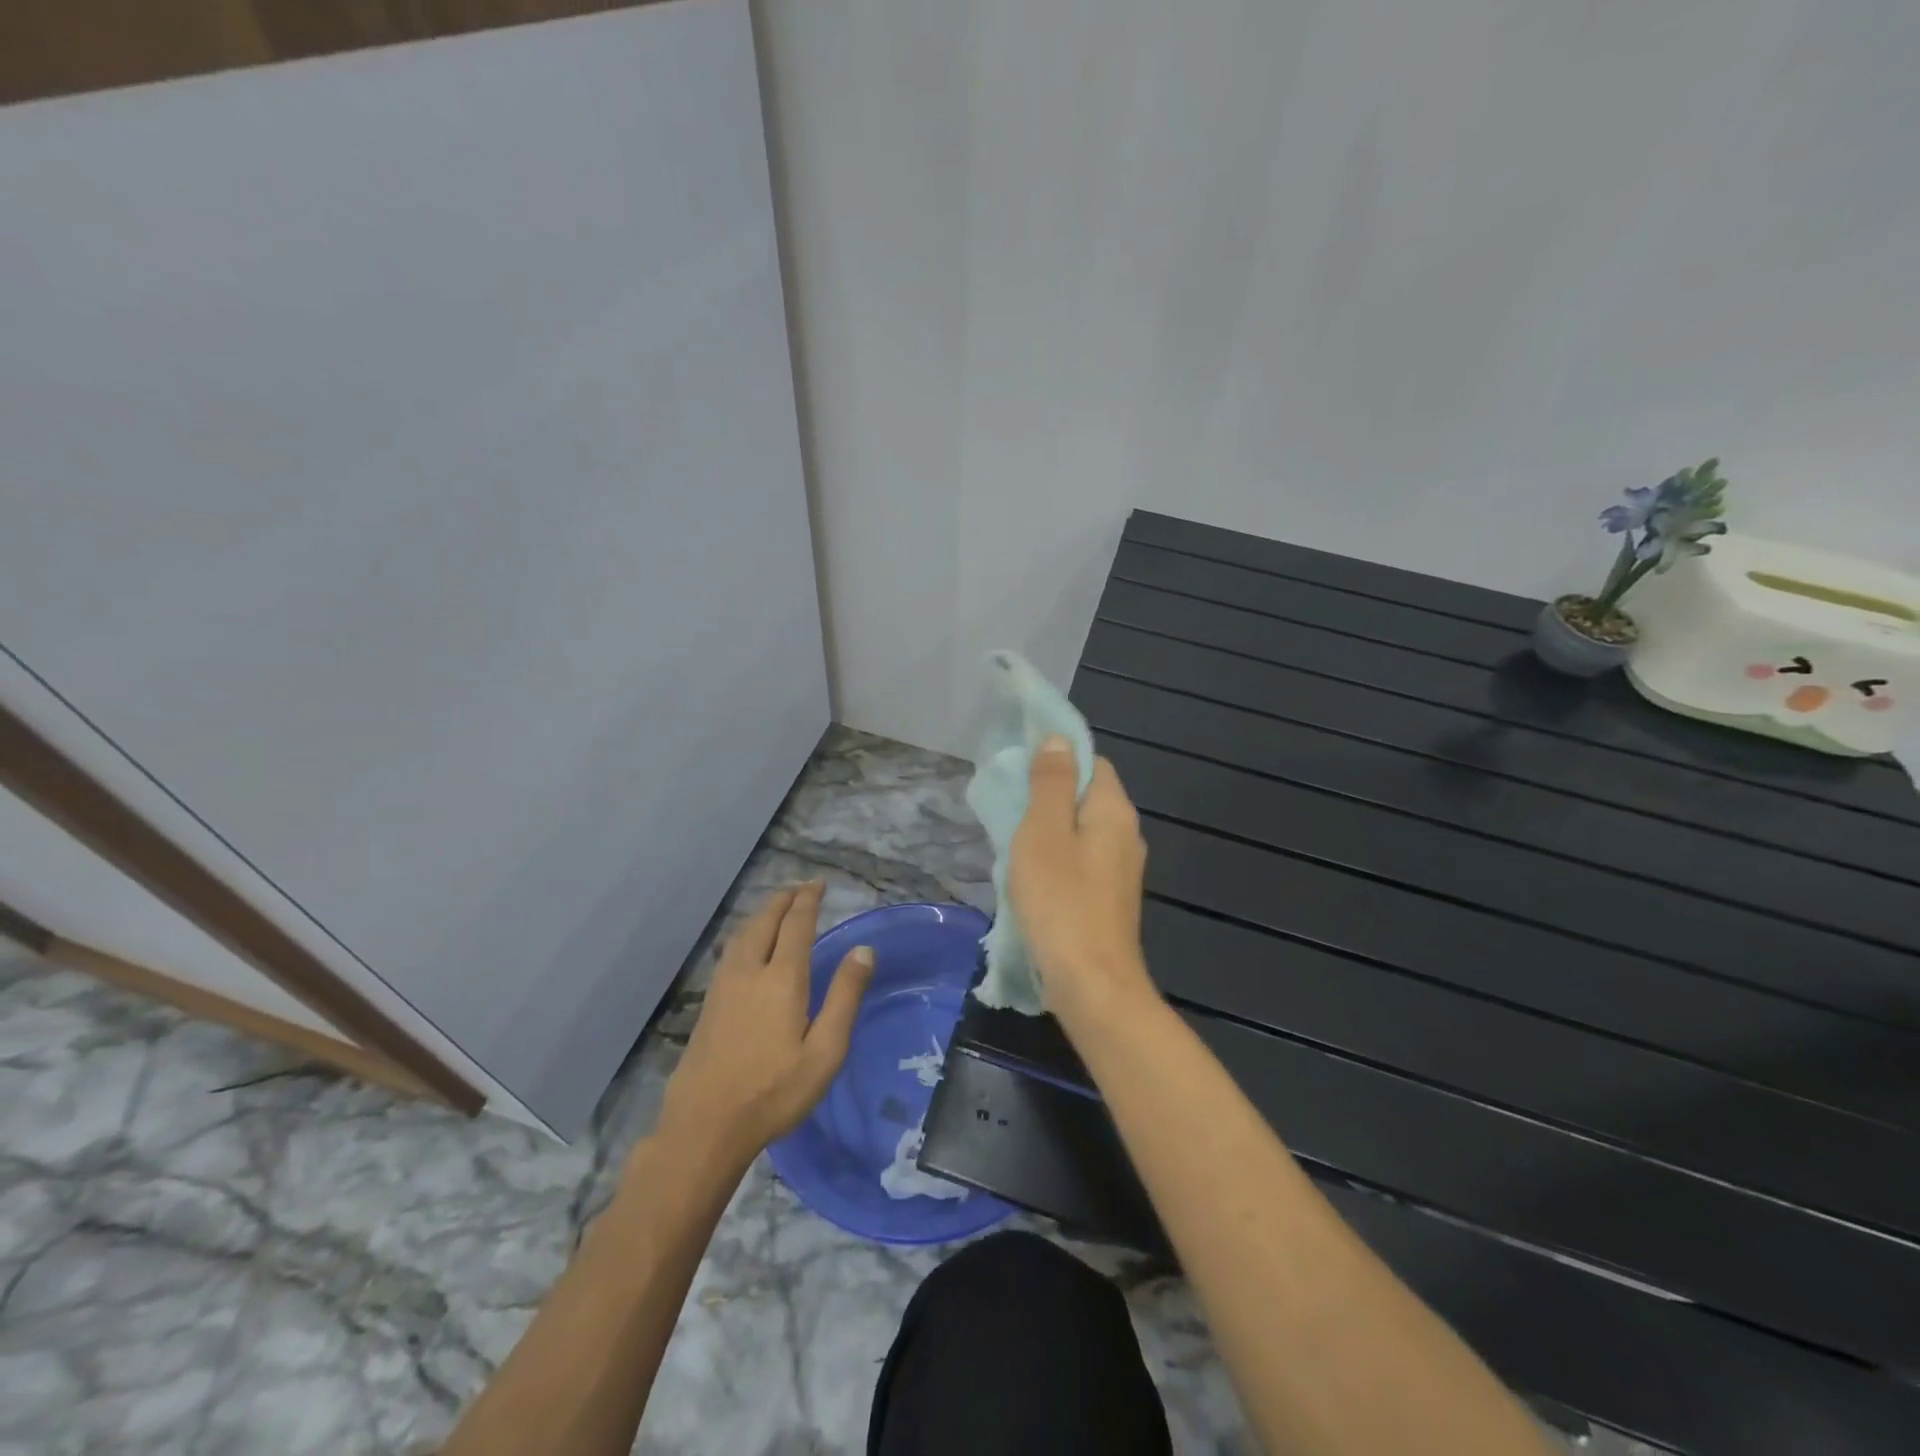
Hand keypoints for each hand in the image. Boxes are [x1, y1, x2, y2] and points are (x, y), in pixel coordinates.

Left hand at [658, 881, 874, 1165]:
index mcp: (782, 979)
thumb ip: (845, 996)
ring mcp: (724, 985)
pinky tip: (748, 944)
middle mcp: (750, 971)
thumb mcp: (825, 1051)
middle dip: (783, 900)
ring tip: (777, 908)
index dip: (808, 900)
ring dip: (762, 913)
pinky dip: (746, 932)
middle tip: (800, 888)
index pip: (796, 924)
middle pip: (765, 921)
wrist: (705, 1124)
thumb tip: (864, 950)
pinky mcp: (709, 1002)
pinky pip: (731, 950)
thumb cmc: (775, 1091)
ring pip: (743, 934)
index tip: (818, 884)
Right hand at [1007, 736, 1156, 1030]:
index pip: (1092, 762)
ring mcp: (1121, 871)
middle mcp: (1126, 835)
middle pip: (1086, 797)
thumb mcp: (1044, 833)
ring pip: (1081, 832)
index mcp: (1114, 812)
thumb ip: (1051, 784)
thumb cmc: (1061, 901)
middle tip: (1009, 809)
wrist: (1091, 984)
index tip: (1020, 769)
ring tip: (1013, 843)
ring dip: (1049, 832)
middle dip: (1048, 797)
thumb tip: (1058, 740)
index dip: (1058, 758)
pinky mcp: (1109, 899)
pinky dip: (1057, 860)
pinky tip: (1032, 878)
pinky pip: (1081, 862)